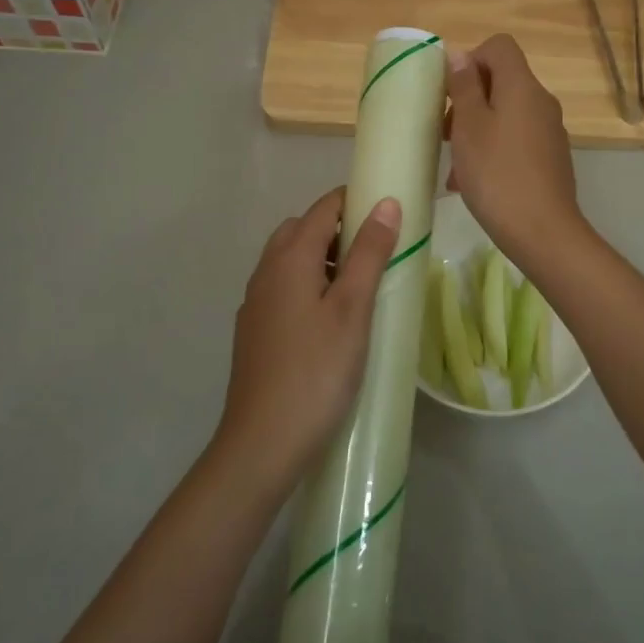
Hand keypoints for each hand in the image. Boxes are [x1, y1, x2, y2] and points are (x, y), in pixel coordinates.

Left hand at [215, 187, 401, 492]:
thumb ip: (369, 253)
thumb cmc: (317, 371)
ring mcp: (256, 303)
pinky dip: (309, 285)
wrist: (263, 442)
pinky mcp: (255, 331)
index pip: (323, 209)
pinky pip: (284, 288)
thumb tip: (386, 203)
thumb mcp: (352, 309)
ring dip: (323, 258)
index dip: (354, 201)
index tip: (388, 210)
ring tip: (360, 285)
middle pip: (302, 230)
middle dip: (338, 228)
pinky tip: (331, 318)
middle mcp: (266, 272)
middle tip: (377, 251)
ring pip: (290, 261)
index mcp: (289, 259)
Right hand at [446, 35, 584, 272]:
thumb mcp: (469, 127)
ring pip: (506, 115)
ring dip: (476, 131)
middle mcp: (541, 102)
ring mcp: (549, 132)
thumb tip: (460, 55)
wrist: (542, 231)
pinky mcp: (550, 158)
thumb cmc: (497, 174)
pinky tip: (473, 182)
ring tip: (454, 166)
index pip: (499, 46)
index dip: (471, 59)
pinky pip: (516, 140)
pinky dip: (493, 150)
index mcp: (522, 87)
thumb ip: (464, 87)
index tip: (451, 92)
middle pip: (501, 81)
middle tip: (445, 133)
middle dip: (469, 101)